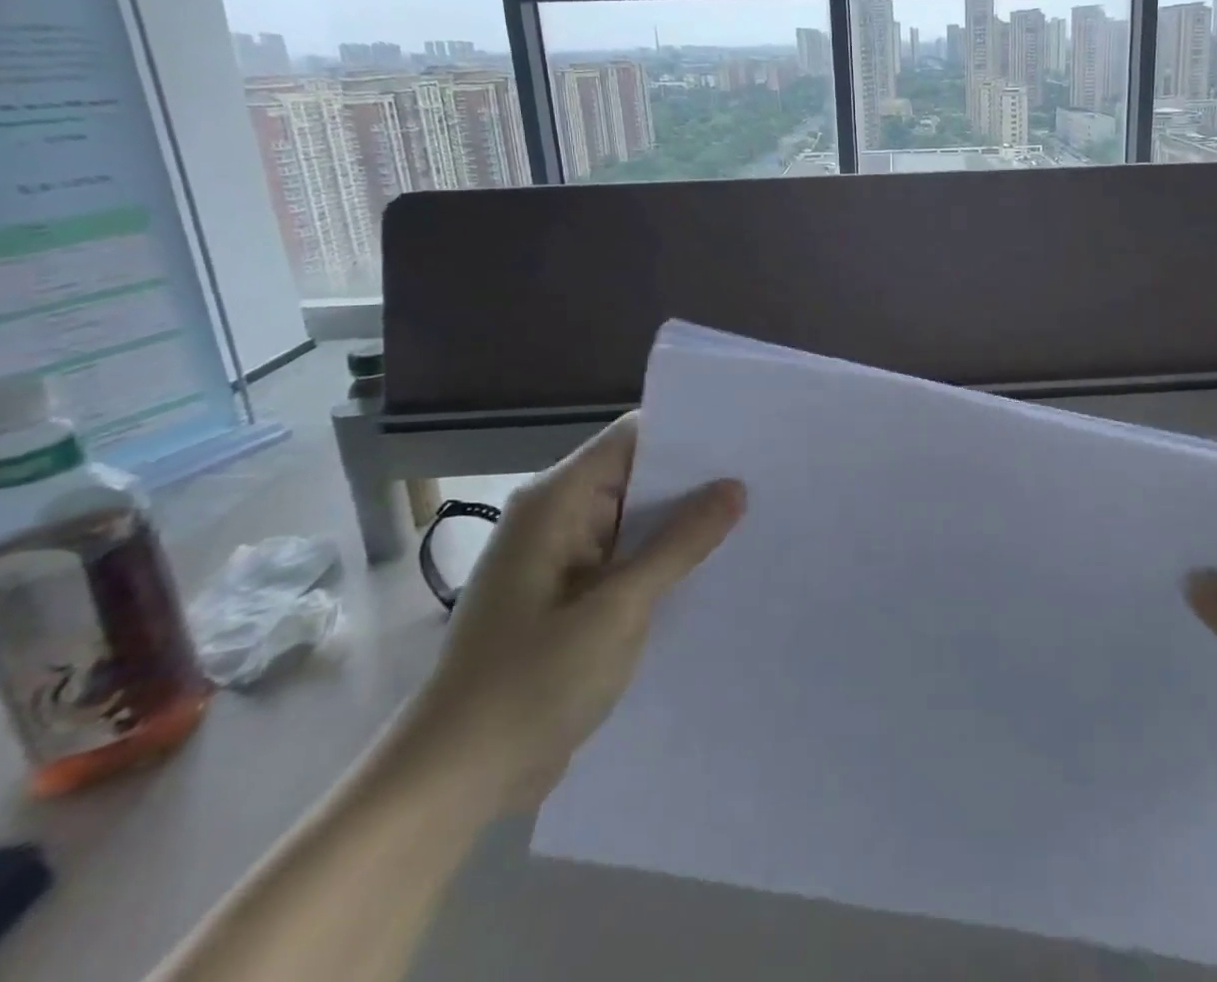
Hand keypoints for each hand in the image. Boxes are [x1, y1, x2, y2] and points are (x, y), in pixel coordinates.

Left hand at [404, 414, 744, 812]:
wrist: (452, 782)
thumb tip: (734, 487)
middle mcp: (557, 518)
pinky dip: (665, 559)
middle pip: (637, 475)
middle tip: (763, 476)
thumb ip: (679, 544)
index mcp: (555, 502)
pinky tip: (713, 567)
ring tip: (754, 514)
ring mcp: (562, 559)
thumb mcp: (617, 609)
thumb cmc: (530, 684)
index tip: (744, 437)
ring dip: (684, 523)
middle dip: (695, 479)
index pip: (631, 438)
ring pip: (636, 520)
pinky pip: (627, 559)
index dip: (687, 433)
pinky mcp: (570, 596)